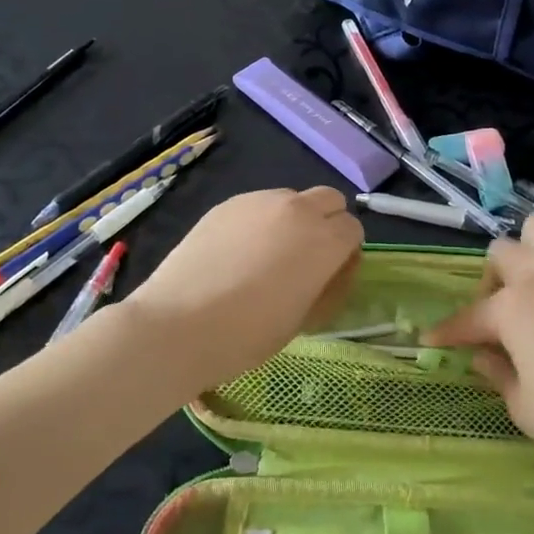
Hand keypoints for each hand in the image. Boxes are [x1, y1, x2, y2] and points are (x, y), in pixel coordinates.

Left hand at [114, 187, 361, 394]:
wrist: (180, 323)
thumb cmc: (249, 334)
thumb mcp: (304, 318)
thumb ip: (327, 284)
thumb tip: (333, 268)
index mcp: (324, 240)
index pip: (353, 229)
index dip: (345, 252)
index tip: (329, 275)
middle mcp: (298, 209)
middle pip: (329, 200)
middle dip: (327, 223)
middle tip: (306, 258)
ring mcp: (260, 200)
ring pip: (292, 199)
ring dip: (292, 220)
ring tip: (266, 256)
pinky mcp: (229, 203)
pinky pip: (258, 205)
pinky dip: (259, 222)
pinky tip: (236, 253)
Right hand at [424, 213, 533, 471]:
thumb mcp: (526, 411)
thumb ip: (497, 376)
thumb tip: (482, 355)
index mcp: (512, 308)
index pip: (468, 317)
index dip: (448, 331)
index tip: (432, 339)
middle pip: (500, 254)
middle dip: (495, 281)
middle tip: (508, 312)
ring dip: (533, 249)